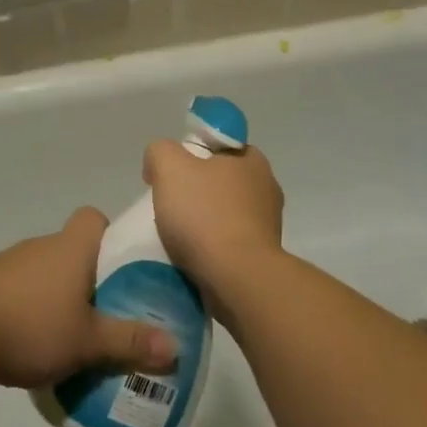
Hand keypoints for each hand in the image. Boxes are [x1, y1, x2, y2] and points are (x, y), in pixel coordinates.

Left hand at [0, 208, 177, 389]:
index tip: (119, 267)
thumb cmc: (33, 326)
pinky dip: (29, 306)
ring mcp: (9, 262)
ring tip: (70, 334)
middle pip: (73, 248)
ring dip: (57, 294)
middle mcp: (41, 245)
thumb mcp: (88, 341)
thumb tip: (175, 347)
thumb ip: (130, 342)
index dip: (109, 235)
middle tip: (105, 312)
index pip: (93, 217)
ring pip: (45, 270)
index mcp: (70, 248)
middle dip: (89, 277)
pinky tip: (31, 341)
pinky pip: (19, 288)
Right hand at [144, 141, 284, 312]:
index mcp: (252, 160)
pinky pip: (230, 245)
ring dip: (205, 223)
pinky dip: (212, 249)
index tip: (174, 174)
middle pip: (222, 181)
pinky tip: (192, 258)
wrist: (237, 280)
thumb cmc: (206, 215)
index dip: (194, 154)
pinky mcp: (263, 258)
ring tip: (178, 237)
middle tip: (171, 205)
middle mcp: (267, 188)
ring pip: (226, 215)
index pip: (221, 146)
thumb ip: (160, 152)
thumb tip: (158, 163)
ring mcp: (269, 226)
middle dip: (198, 191)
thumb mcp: (170, 166)